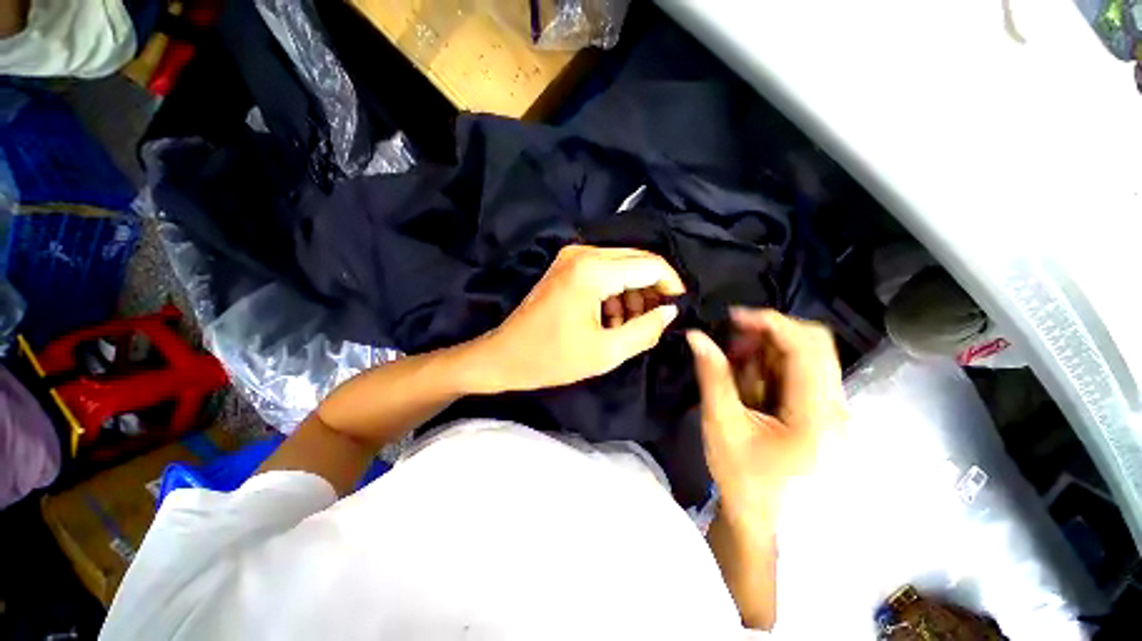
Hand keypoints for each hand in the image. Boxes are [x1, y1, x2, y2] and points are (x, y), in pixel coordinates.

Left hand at [475, 245, 685, 392]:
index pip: (651, 265)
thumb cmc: (552, 358)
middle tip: (655, 322)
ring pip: (622, 266)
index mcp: (593, 270)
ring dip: (633, 294)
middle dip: (652, 291)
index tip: (678, 310)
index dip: (671, 286)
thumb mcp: (605, 352)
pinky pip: (604, 272)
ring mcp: (572, 257)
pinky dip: (615, 293)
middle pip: (638, 261)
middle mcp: (583, 253)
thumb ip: (645, 330)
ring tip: (628, 327)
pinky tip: (610, 320)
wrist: (505, 355)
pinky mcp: (566, 267)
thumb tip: (669, 312)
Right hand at [687, 309, 845, 525]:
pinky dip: (773, 369)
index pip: (807, 346)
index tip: (732, 317)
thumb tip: (697, 337)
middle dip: (768, 336)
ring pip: (807, 357)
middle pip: (814, 345)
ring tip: (737, 369)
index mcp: (817, 414)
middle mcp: (837, 407)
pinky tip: (751, 385)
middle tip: (732, 347)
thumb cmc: (745, 479)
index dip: (770, 322)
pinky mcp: (823, 413)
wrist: (768, 524)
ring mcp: (834, 411)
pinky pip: (801, 374)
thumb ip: (713, 376)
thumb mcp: (723, 424)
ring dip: (768, 353)